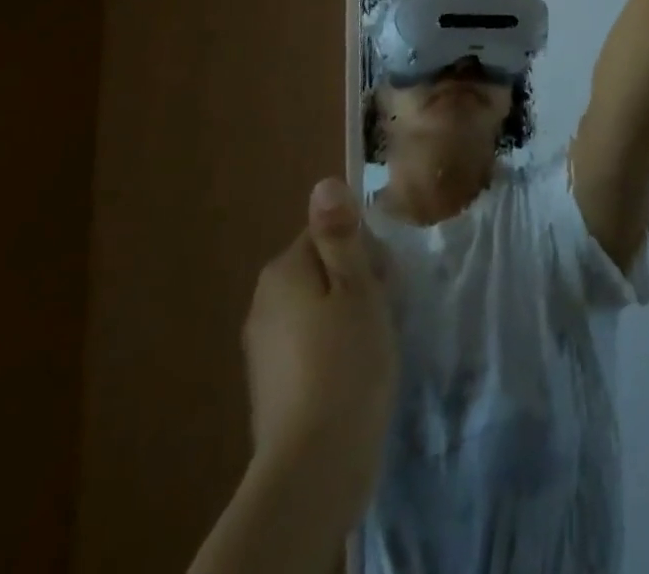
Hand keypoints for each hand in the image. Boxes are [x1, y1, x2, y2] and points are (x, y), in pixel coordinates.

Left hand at [243, 179, 395, 463]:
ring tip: (372, 344)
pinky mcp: (271, 383)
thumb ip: (340, 234)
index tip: (385, 279)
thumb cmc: (346, 360)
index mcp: (283, 270)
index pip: (330, 231)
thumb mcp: (357, 285)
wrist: (314, 465)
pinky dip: (332, 348)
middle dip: (357, 281)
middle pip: (323, 266)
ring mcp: (263, 346)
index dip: (364, 250)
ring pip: (318, 305)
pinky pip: (309, 342)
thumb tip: (323, 182)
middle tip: (383, 311)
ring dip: (347, 315)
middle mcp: (264, 300)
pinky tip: (352, 371)